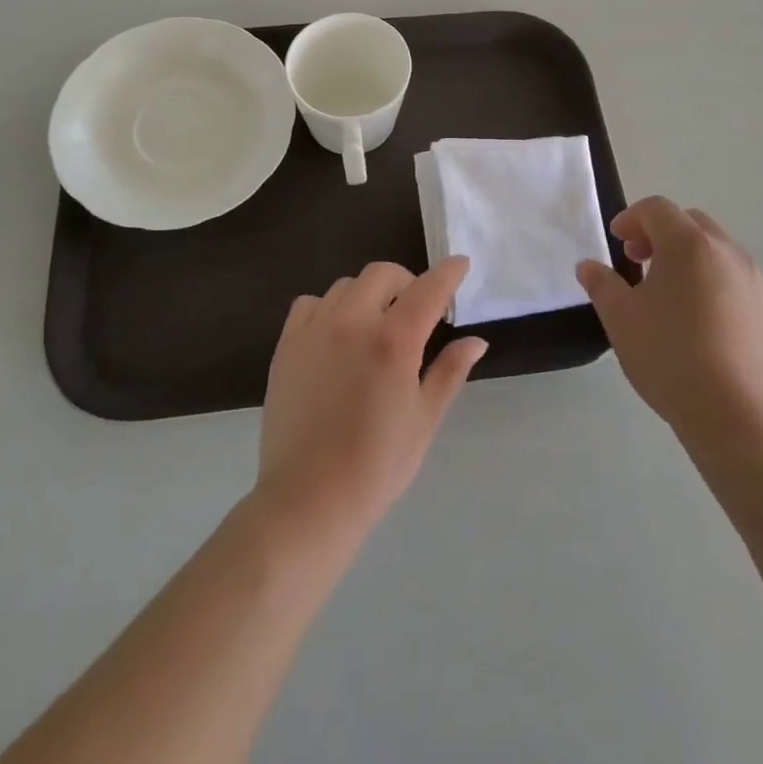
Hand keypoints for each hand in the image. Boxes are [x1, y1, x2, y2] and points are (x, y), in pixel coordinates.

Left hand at [255, 259, 487, 540]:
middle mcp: (353, 322)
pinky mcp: (286, 344)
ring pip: (346, 286)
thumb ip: (450, 371)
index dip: (448, 272)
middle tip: (416, 310)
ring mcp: (315, 330)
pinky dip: (329, 308)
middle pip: (382, 274)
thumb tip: (476, 340)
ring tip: (375, 324)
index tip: (460, 264)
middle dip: (407, 282)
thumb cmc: (377, 465)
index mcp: (394, 341)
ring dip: (368, 294)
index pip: (428, 288)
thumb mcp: (424, 419)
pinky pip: (310, 304)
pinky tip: (336, 335)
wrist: (309, 499)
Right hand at [577, 197, 762, 452]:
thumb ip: (601, 284)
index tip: (616, 243)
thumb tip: (588, 266)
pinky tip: (694, 319)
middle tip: (636, 260)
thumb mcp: (620, 318)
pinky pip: (732, 276)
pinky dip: (708, 278)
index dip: (631, 218)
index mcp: (690, 245)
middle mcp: (727, 252)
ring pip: (714, 249)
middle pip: (690, 222)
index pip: (658, 209)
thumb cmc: (669, 356)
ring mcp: (753, 280)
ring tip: (664, 292)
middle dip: (659, 233)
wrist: (735, 416)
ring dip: (685, 255)